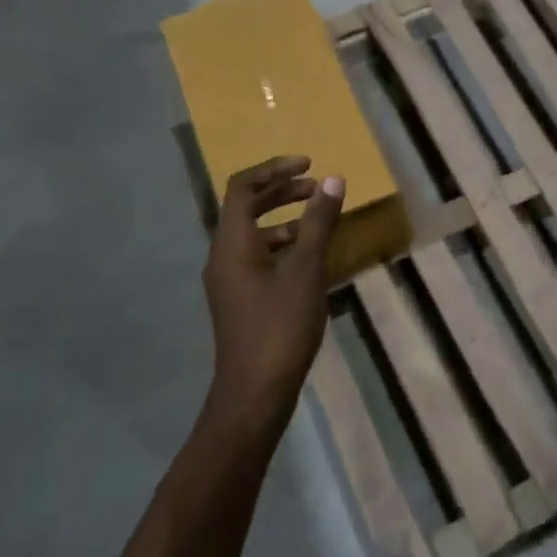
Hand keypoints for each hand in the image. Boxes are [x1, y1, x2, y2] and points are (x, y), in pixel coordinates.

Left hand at [202, 156, 344, 431]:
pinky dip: (283, 244)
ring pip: (253, 234)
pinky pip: (258, 256)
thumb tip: (333, 179)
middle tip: (317, 186)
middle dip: (281, 190)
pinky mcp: (240, 299)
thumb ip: (319, 223)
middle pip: (246, 207)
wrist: (255, 392)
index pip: (243, 188)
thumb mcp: (307, 270)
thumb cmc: (281, 326)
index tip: (309, 165)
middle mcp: (224, 256)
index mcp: (233, 244)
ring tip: (319, 218)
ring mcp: (230, 280)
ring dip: (284, 217)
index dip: (274, 169)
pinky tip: (311, 256)